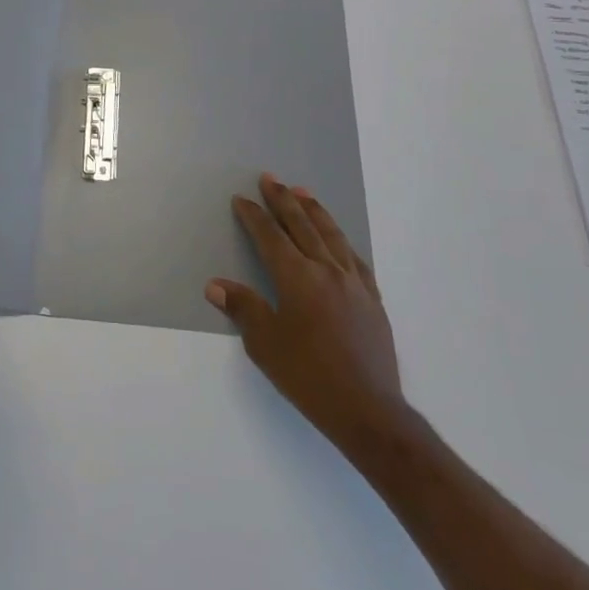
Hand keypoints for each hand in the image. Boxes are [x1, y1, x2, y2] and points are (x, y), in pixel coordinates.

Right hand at [206, 174, 410, 465]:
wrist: (369, 411)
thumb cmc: (309, 377)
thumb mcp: (265, 345)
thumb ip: (243, 308)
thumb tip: (216, 285)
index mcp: (297, 277)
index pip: (269, 236)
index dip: (253, 215)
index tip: (241, 199)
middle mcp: (326, 270)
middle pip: (301, 225)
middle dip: (282, 200)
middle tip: (269, 178)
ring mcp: (353, 283)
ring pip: (331, 235)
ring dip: (314, 210)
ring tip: (302, 192)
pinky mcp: (372, 300)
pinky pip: (354, 258)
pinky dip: (340, 240)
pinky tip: (337, 239)